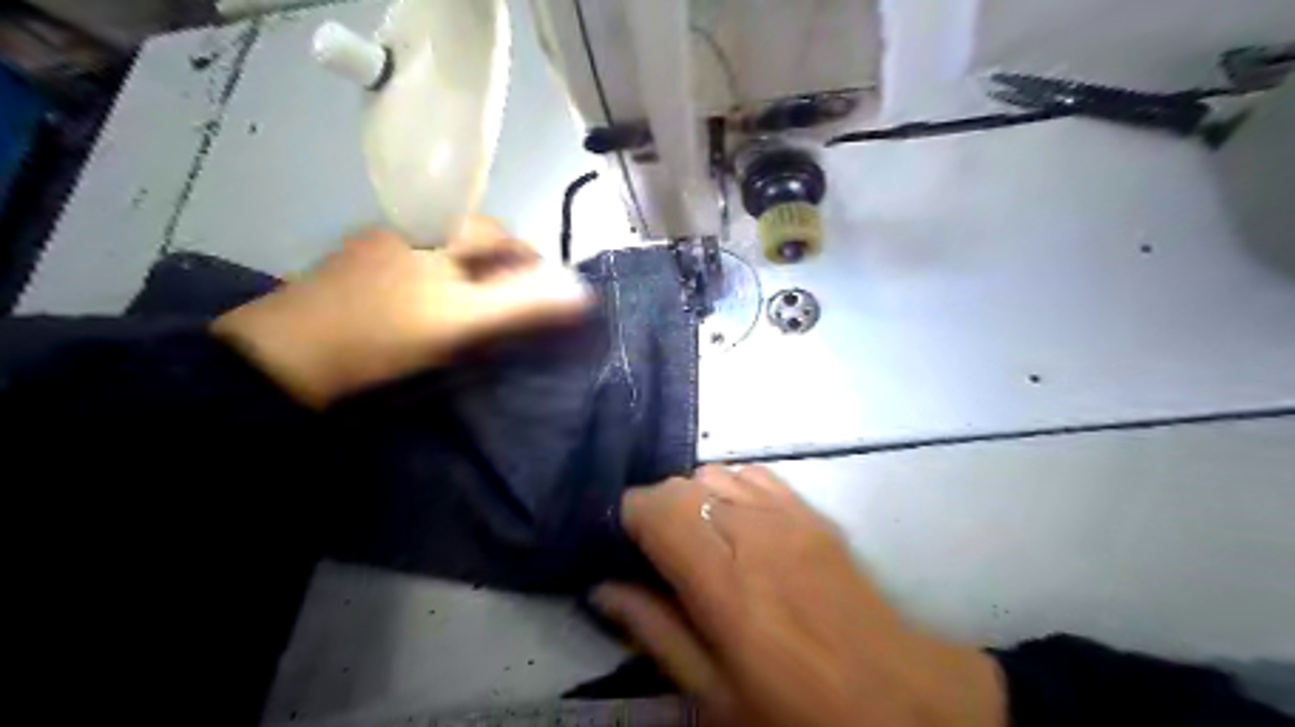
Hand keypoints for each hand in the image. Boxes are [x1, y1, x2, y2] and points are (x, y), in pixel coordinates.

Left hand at [213, 217, 591, 408]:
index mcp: (437, 232)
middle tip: (514, 313)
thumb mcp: (464, 319)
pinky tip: (432, 318)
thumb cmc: (385, 331)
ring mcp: (377, 249)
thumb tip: (582, 291)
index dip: (531, 262)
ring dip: (470, 282)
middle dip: (501, 273)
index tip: (545, 297)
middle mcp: (409, 229)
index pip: (502, 234)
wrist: (285, 357)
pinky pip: (416, 274)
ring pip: (443, 260)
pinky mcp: (355, 273)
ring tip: (480, 319)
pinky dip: (438, 290)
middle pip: (472, 245)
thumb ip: (524, 302)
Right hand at [590, 466, 1004, 726]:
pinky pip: (754, 474)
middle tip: (661, 552)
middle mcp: (752, 533)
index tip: (628, 545)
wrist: (897, 695)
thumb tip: (604, 589)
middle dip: (658, 509)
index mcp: (723, 582)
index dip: (630, 517)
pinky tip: (738, 521)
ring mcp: (787, 516)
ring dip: (694, 498)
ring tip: (701, 539)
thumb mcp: (714, 693)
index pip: (656, 507)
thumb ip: (655, 631)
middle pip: (680, 485)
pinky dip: (731, 488)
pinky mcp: (812, 512)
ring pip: (714, 473)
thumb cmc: (796, 707)